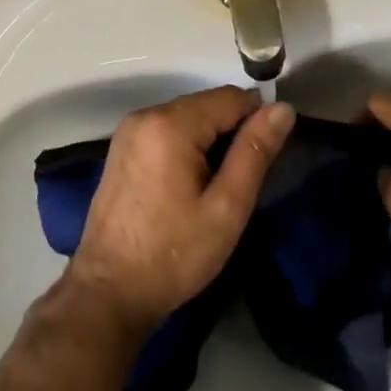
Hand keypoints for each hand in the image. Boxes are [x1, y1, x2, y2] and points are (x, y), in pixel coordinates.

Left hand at [69, 86, 295, 331]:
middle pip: (206, 105)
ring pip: (187, 117)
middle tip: (242, 179)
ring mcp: (129, 130)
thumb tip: (282, 108)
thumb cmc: (173, 254)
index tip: (268, 155)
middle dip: (231, 131)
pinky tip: (190, 184)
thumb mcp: (226, 208)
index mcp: (171, 123)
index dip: (257, 119)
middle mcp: (146, 114)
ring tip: (218, 185)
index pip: (231, 97)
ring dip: (209, 139)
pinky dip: (186, 145)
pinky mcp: (121, 147)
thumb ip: (255, 152)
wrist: (108, 293)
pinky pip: (166, 130)